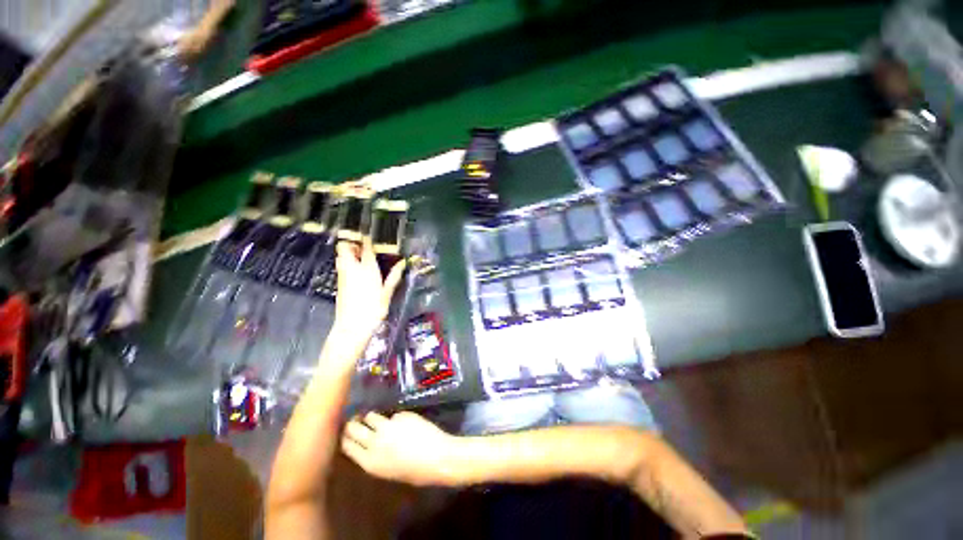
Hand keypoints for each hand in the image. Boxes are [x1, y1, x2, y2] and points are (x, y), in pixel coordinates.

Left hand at [332, 240, 405, 347]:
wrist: (352, 327)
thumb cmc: (373, 310)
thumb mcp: (387, 293)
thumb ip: (394, 276)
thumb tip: (402, 263)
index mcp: (367, 269)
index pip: (365, 248)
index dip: (367, 240)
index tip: (371, 236)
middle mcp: (352, 269)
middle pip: (345, 248)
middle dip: (352, 243)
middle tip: (364, 248)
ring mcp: (343, 276)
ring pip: (341, 257)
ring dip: (349, 253)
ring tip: (361, 259)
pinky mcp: (340, 284)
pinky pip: (341, 267)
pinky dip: (347, 264)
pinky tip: (358, 272)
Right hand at [341, 412, 461, 486]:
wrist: (438, 457)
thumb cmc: (415, 472)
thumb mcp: (388, 471)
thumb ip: (375, 457)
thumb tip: (368, 444)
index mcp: (370, 462)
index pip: (347, 445)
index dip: (346, 437)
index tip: (346, 432)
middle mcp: (375, 442)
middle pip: (354, 427)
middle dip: (354, 423)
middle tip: (356, 421)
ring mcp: (388, 426)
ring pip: (371, 416)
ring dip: (373, 418)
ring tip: (378, 420)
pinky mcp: (402, 415)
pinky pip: (393, 415)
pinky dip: (396, 418)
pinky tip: (405, 424)